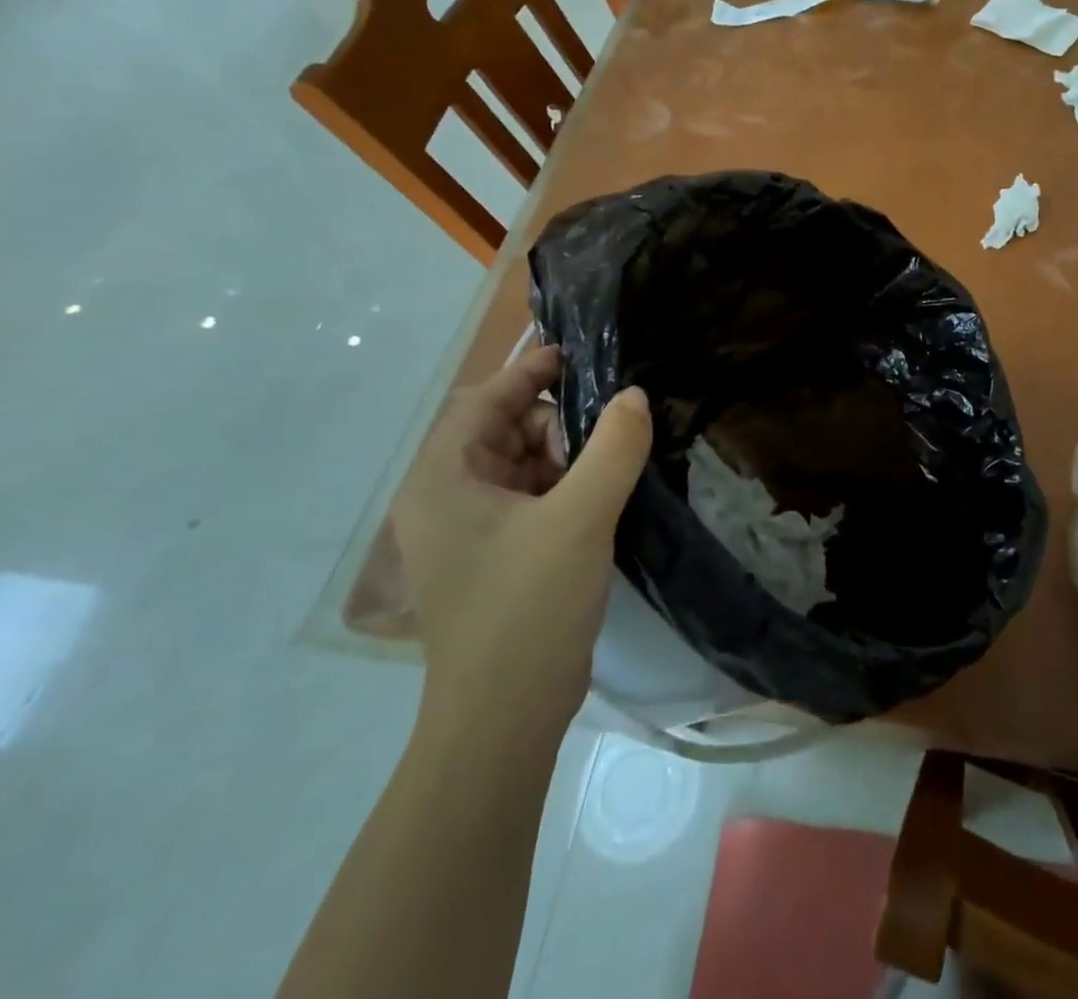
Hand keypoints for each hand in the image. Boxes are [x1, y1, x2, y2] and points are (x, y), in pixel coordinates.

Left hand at [393, 344, 652, 757]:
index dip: (528, 372)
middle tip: (608, 433)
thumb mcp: (581, 518)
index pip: (483, 401)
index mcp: (443, 481)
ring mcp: (468, 534)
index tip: (577, 356)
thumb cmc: (528, 608)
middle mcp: (445, 500)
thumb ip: (613, 447)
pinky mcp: (494, 559)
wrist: (504, 721)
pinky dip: (564, 489)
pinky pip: (530, 501)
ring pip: (521, 467)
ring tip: (613, 464)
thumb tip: (635, 395)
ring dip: (566, 458)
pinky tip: (603, 495)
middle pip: (504, 432)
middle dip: (556, 424)